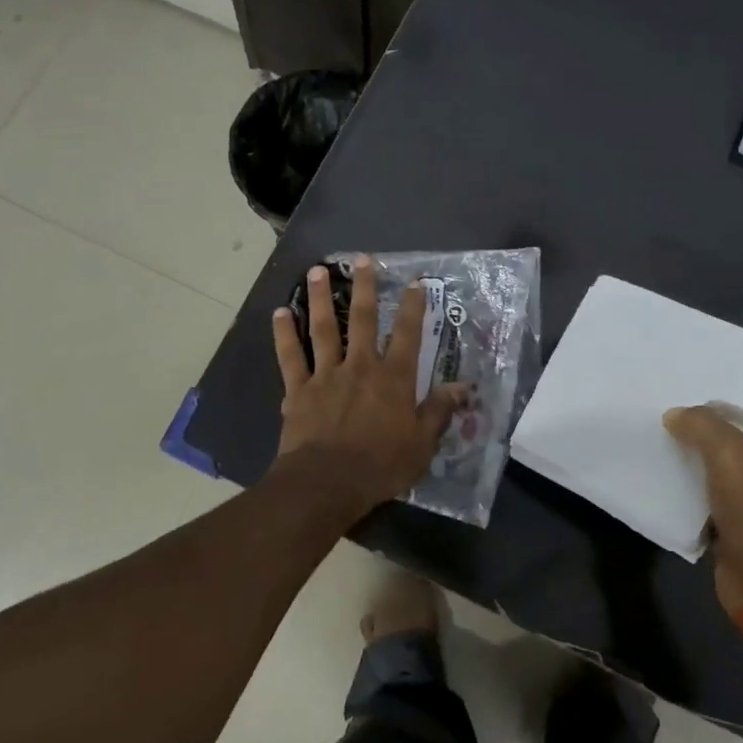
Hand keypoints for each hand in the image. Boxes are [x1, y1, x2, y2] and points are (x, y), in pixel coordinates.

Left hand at [272, 256, 468, 513]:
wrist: (327, 483)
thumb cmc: (381, 465)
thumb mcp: (422, 443)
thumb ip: (439, 410)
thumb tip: (463, 386)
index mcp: (393, 378)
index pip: (407, 334)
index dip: (413, 306)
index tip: (415, 282)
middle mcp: (360, 366)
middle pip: (362, 319)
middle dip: (364, 287)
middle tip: (363, 259)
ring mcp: (326, 374)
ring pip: (323, 328)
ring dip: (320, 298)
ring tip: (318, 271)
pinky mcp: (299, 389)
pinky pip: (290, 356)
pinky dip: (284, 333)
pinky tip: (280, 312)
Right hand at [663, 405, 742, 618]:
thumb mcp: (731, 454)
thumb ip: (702, 424)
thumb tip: (676, 415)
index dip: (723, 400)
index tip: (684, 392)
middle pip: (736, 438)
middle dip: (701, 430)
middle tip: (662, 414)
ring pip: (719, 469)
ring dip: (691, 461)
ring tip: (654, 442)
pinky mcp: (742, 528)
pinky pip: (710, 499)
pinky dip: (689, 492)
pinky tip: (660, 479)